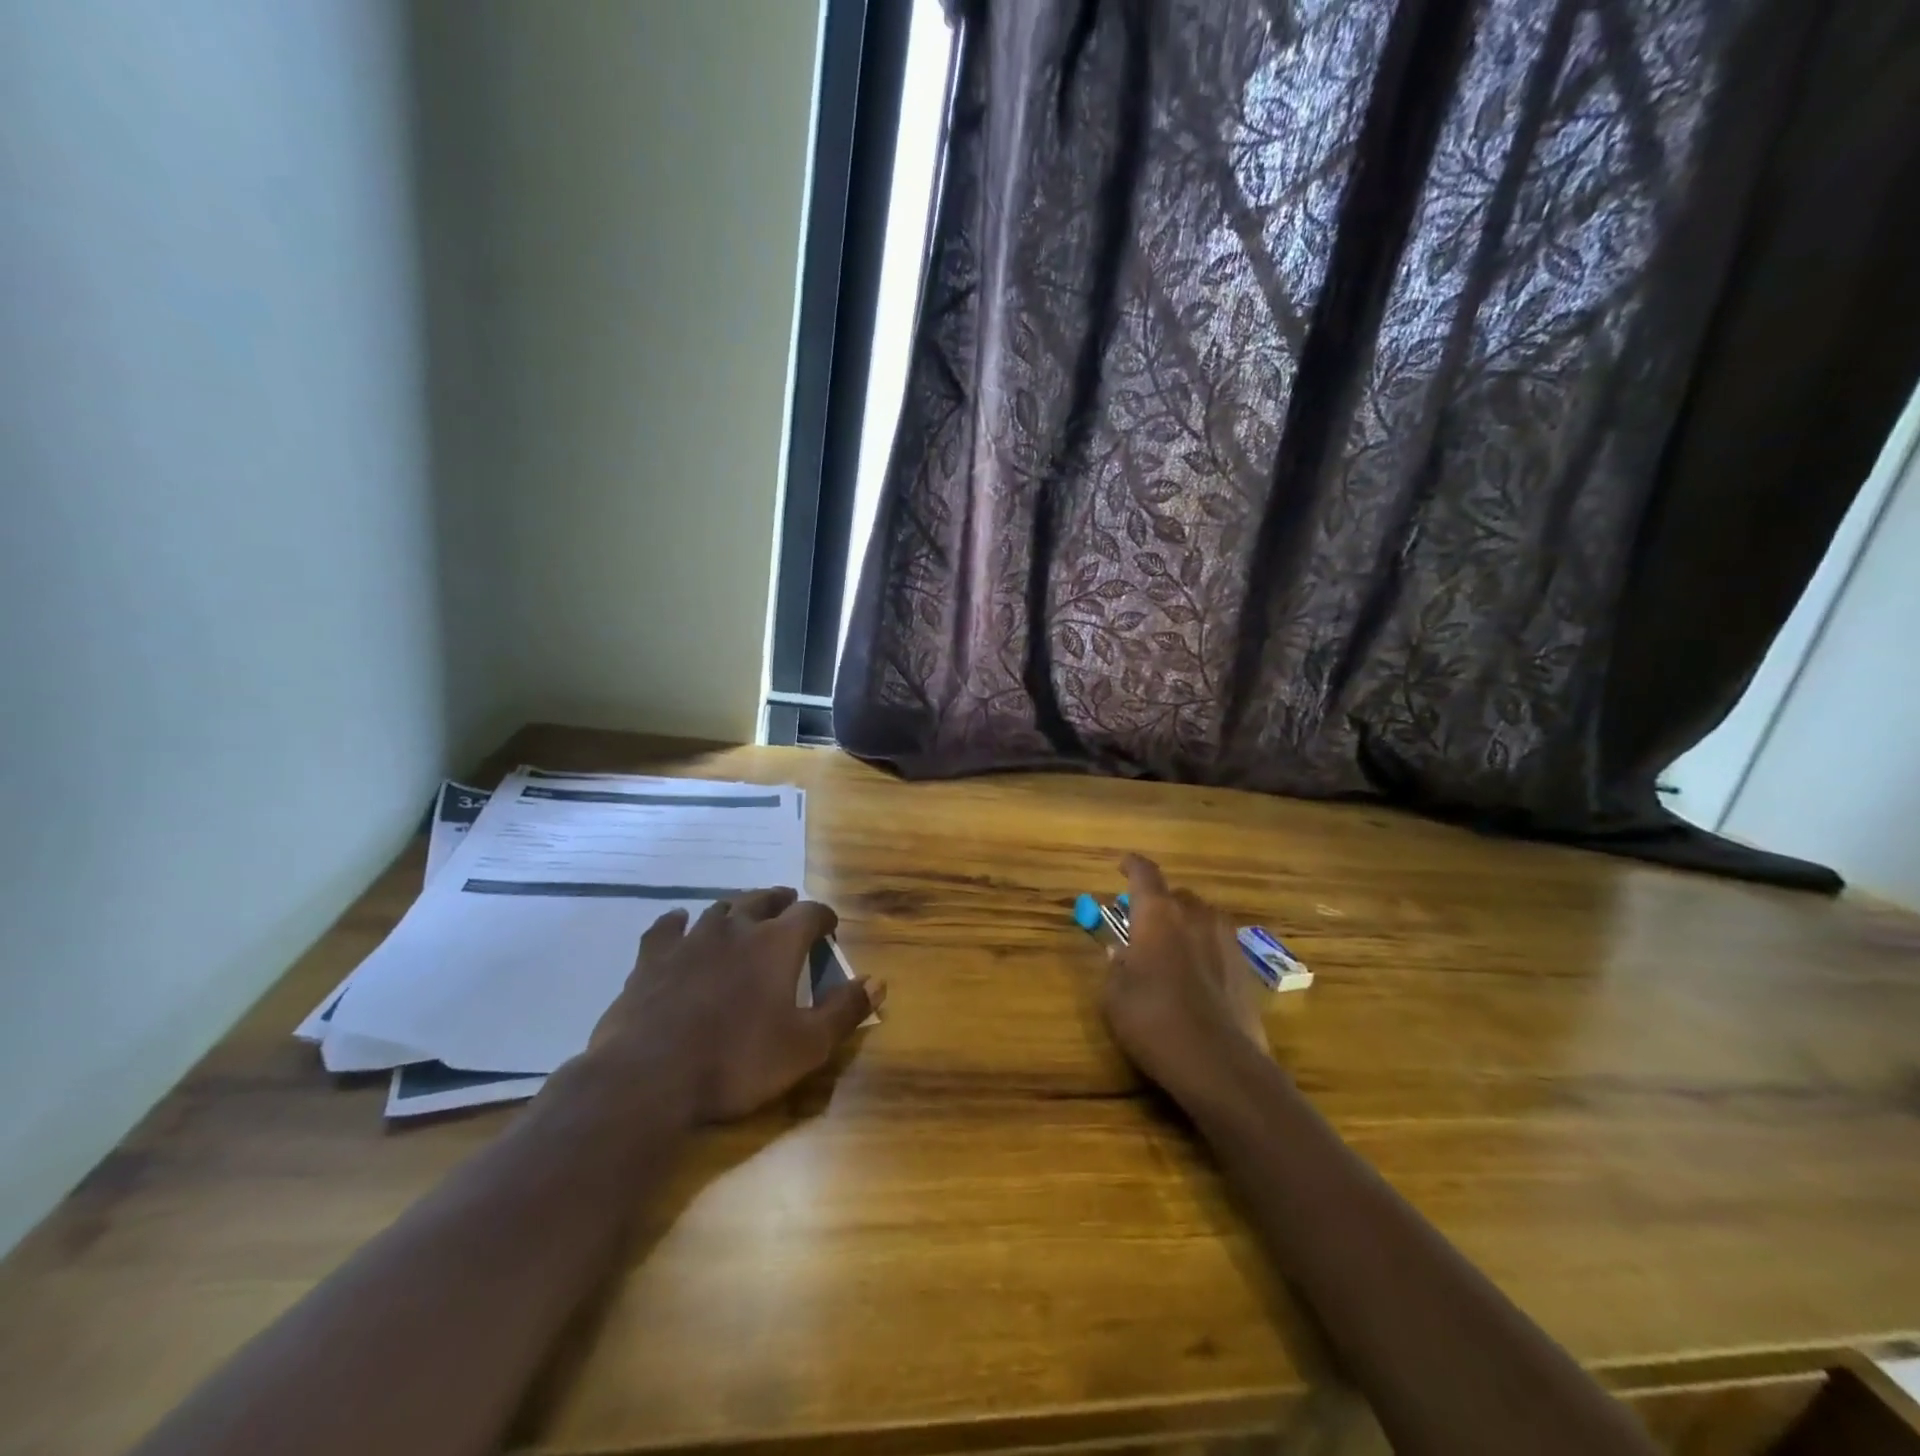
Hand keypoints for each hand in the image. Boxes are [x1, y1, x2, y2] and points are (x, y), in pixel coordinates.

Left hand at [584, 888, 883, 1123]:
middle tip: (789, 907)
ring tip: (743, 915)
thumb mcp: (806, 1046)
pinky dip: (678, 922)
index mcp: (777, 944)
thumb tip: (878, 981)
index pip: (810, 913)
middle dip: (781, 902)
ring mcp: (690, 939)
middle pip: (763, 900)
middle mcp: (736, 928)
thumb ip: (844, 1010)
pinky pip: (667, 927)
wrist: (649, 1077)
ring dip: (737, 909)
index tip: (829, 928)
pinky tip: (679, 923)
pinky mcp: (652, 958)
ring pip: (720, 908)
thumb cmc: (737, 1061)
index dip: (824, 917)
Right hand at [1102, 854, 1267, 1099]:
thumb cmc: (1153, 1020)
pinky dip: (1204, 950)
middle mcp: (1195, 916)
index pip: (1144, 873)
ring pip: (1202, 917)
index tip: (1122, 864)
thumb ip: (1116, 966)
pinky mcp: (1246, 967)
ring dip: (1185, 925)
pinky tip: (1195, 977)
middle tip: (1143, 924)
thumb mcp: (1115, 996)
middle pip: (1176, 896)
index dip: (1132, 865)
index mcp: (1158, 914)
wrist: (1219, 1064)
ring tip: (1171, 950)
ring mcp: (1226, 940)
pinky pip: (1219, 944)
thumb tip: (1121, 952)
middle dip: (1159, 904)